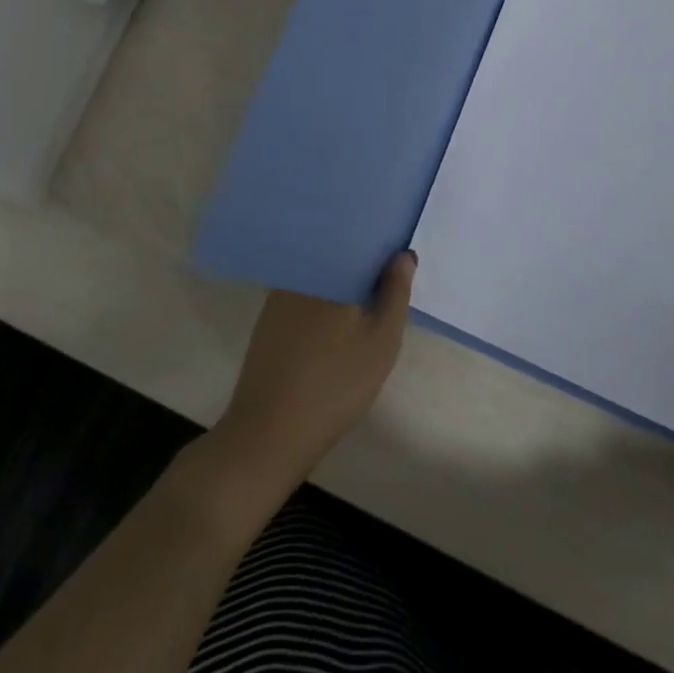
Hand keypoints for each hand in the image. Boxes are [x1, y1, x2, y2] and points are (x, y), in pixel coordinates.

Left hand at [211, 251, 416, 494]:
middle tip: (388, 275)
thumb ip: (395, 293)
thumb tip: (404, 254)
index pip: (358, 239)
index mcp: (328, 270)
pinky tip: (335, 320)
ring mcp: (279, 296)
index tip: (398, 251)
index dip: (380, 243)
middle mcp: (300, 273)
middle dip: (363, 262)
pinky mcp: (269, 319)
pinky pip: (303, 294)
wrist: (269, 433)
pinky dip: (321, 300)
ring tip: (367, 294)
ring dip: (341, 281)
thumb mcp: (381, 342)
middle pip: (337, 255)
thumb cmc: (334, 384)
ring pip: (320, 276)